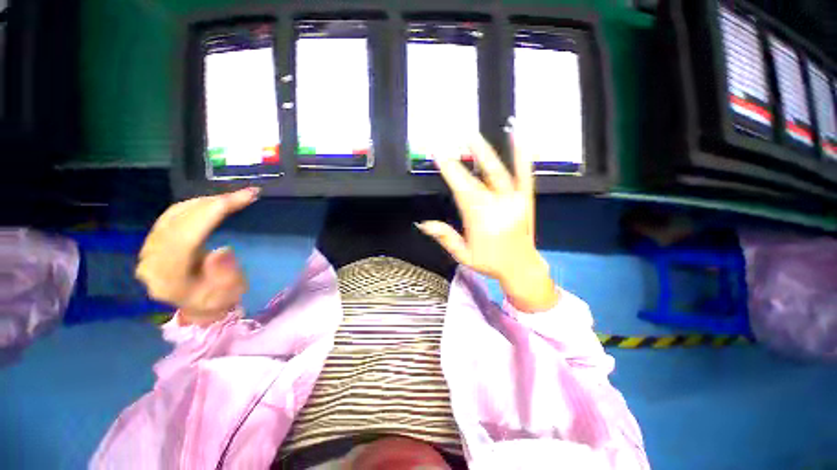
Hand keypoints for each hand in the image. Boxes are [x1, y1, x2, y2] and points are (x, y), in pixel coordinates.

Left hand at [136, 188, 258, 325]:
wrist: (198, 307)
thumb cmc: (218, 300)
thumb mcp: (229, 292)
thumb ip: (224, 273)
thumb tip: (222, 249)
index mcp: (169, 278)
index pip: (186, 236)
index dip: (214, 213)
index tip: (243, 198)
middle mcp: (151, 261)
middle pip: (178, 221)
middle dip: (213, 204)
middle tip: (245, 195)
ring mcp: (148, 251)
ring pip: (173, 215)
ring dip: (204, 202)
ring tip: (232, 198)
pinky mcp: (153, 243)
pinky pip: (171, 216)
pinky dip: (193, 206)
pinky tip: (210, 204)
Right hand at [416, 134, 558, 311]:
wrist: (521, 269)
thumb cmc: (490, 263)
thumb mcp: (463, 255)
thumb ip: (445, 237)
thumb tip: (422, 223)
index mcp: (481, 220)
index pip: (462, 189)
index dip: (450, 170)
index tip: (439, 154)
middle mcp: (498, 207)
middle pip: (476, 179)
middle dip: (461, 159)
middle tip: (449, 141)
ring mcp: (515, 201)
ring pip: (498, 172)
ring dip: (485, 152)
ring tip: (472, 136)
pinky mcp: (526, 198)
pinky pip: (525, 174)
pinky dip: (522, 155)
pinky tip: (518, 135)